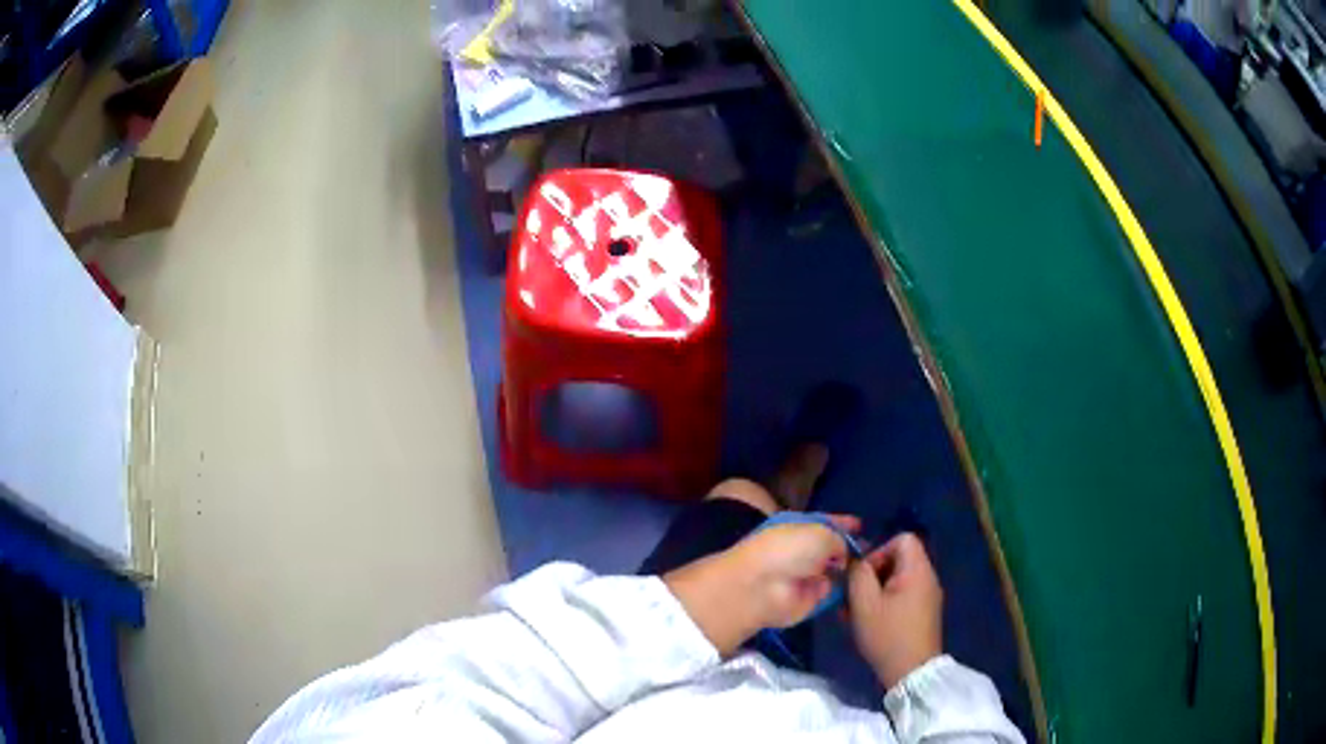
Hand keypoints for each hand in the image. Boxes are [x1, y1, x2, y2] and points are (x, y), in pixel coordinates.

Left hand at [665, 515, 859, 655]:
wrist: (762, 589)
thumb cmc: (789, 550)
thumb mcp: (821, 532)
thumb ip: (839, 538)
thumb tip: (842, 553)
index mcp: (795, 528)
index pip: (822, 523)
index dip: (842, 523)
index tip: (861, 525)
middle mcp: (799, 552)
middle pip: (829, 548)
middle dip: (849, 548)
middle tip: (872, 550)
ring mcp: (804, 576)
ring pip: (832, 570)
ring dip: (849, 569)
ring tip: (872, 568)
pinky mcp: (807, 600)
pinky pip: (831, 591)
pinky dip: (843, 589)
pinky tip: (860, 586)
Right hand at [846, 533, 943, 688]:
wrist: (912, 672)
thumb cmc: (888, 635)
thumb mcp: (864, 603)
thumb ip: (858, 574)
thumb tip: (855, 559)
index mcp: (918, 570)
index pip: (902, 539)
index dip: (879, 550)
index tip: (864, 576)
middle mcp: (928, 577)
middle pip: (899, 559)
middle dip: (873, 574)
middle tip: (855, 597)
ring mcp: (928, 596)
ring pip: (898, 580)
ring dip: (875, 591)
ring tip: (857, 613)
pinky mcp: (925, 613)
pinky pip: (903, 596)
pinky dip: (886, 603)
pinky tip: (870, 624)